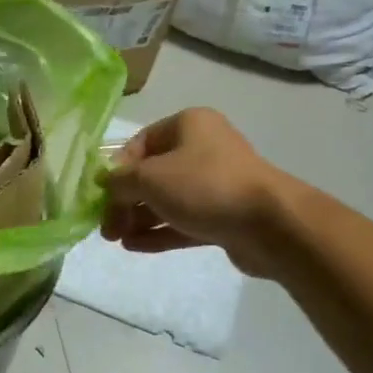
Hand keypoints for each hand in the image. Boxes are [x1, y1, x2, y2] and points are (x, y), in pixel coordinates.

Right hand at [100, 108, 296, 276]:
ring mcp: (216, 183)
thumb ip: (119, 181)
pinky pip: (184, 220)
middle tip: (107, 227)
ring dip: (139, 218)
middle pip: (151, 174)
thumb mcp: (149, 178)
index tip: (101, 195)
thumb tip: (104, 184)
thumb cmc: (204, 186)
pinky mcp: (224, 215)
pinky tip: (134, 247)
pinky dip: (159, 231)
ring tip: (117, 240)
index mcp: (188, 125)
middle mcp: (203, 148)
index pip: (140, 143)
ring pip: (167, 199)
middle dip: (125, 201)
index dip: (116, 169)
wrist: (271, 224)